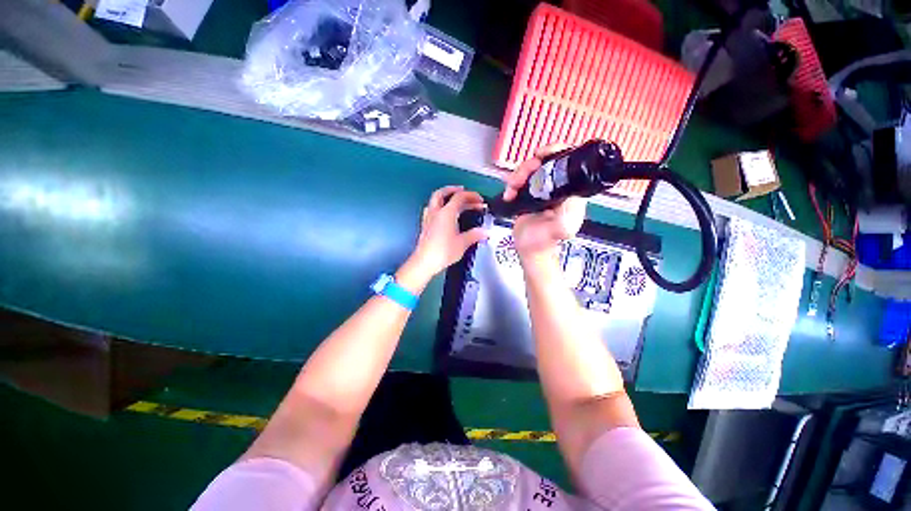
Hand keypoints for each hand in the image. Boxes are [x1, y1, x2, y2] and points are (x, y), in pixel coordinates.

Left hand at [406, 186, 487, 281]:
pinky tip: (442, 213)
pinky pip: (431, 209)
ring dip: (445, 196)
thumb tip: (485, 232)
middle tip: (464, 191)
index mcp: (447, 213)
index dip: (471, 196)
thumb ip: (474, 235)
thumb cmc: (444, 251)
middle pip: (443, 193)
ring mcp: (428, 217)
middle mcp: (436, 211)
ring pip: (435, 200)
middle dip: (454, 189)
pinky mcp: (425, 225)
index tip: (480, 200)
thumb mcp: (463, 243)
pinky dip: (438, 206)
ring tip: (454, 200)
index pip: (460, 197)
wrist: (425, 262)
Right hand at [503, 145, 586, 260]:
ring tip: (511, 189)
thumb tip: (570, 195)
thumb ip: (566, 215)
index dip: (555, 152)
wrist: (528, 250)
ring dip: (518, 175)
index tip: (540, 155)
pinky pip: (520, 180)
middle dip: (530, 166)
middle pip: (545, 162)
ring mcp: (541, 190)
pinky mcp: (528, 194)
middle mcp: (557, 187)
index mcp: (570, 191)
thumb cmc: (544, 241)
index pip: (567, 162)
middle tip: (520, 178)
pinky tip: (509, 194)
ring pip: (530, 169)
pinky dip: (512, 184)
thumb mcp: (560, 230)